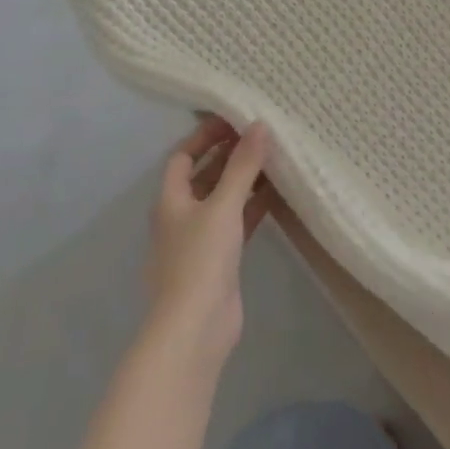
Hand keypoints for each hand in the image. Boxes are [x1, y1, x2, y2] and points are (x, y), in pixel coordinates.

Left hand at [145, 117, 272, 370]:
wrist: (195, 329)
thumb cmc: (200, 260)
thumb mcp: (223, 205)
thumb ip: (242, 165)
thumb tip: (259, 124)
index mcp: (171, 199)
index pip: (183, 155)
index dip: (205, 135)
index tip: (235, 119)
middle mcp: (182, 215)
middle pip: (204, 175)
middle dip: (229, 155)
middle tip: (262, 135)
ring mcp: (200, 240)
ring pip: (223, 199)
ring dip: (244, 180)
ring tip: (276, 158)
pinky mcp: (220, 260)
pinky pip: (237, 222)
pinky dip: (253, 206)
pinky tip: (278, 194)